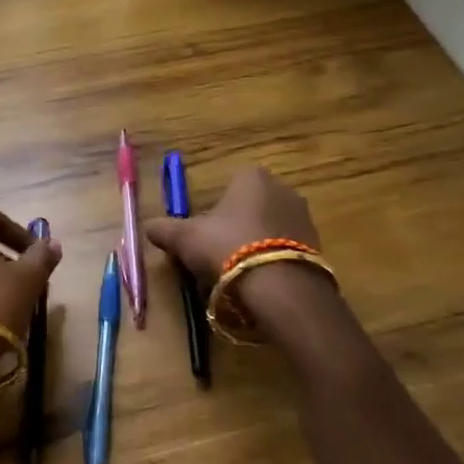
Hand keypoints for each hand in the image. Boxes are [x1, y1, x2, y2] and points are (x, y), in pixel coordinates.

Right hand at [143, 166, 319, 283]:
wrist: (279, 286)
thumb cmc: (227, 247)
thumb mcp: (185, 238)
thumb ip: (165, 230)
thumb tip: (146, 226)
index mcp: (251, 176)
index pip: (228, 185)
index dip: (212, 210)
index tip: (202, 234)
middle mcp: (282, 188)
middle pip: (249, 206)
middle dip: (235, 226)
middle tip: (217, 254)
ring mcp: (304, 217)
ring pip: (269, 228)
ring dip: (255, 244)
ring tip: (238, 273)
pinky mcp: (318, 245)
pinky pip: (286, 249)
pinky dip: (273, 261)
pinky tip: (260, 282)